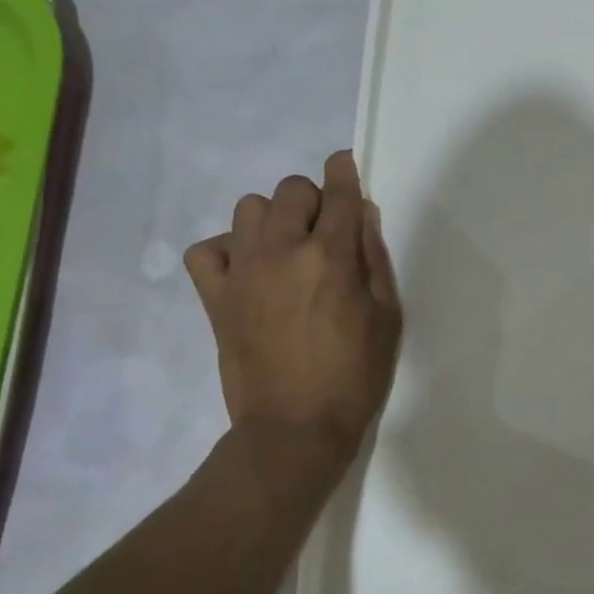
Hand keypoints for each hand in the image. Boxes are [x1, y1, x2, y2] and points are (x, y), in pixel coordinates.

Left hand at [183, 151, 402, 458]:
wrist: (294, 429)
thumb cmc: (354, 377)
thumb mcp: (386, 318)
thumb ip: (373, 260)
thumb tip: (362, 215)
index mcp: (330, 258)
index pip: (338, 194)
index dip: (344, 172)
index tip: (344, 164)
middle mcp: (282, 252)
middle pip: (290, 191)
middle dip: (312, 200)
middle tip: (325, 232)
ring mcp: (242, 272)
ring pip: (248, 208)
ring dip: (272, 219)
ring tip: (286, 249)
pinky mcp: (215, 297)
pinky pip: (207, 249)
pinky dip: (227, 250)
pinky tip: (249, 269)